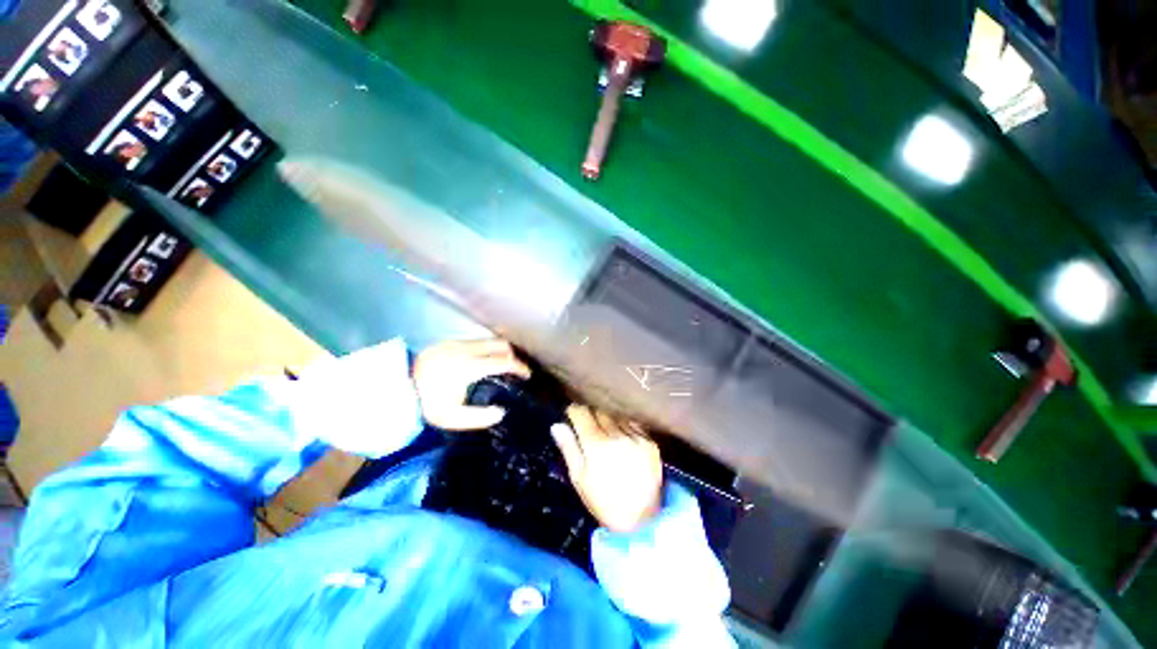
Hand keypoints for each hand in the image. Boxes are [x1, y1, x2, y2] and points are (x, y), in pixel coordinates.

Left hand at [413, 339, 529, 429]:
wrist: (398, 388)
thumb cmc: (427, 404)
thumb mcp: (451, 418)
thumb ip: (478, 418)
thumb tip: (501, 412)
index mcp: (468, 368)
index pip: (503, 362)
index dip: (519, 367)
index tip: (527, 374)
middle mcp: (466, 350)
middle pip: (500, 345)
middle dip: (513, 355)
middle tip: (516, 369)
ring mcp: (457, 343)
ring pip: (489, 341)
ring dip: (499, 351)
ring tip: (502, 364)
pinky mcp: (450, 342)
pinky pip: (477, 341)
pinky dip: (487, 349)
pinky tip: (483, 361)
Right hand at [551, 405, 662, 532]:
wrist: (641, 521)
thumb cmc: (603, 501)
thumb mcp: (579, 478)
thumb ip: (568, 448)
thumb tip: (556, 425)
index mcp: (596, 445)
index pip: (582, 414)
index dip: (574, 411)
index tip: (571, 414)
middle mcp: (617, 436)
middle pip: (599, 412)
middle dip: (591, 416)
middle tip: (587, 427)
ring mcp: (636, 438)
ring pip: (616, 417)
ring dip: (608, 421)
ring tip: (606, 434)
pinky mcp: (650, 443)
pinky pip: (633, 425)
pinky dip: (625, 428)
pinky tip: (622, 440)